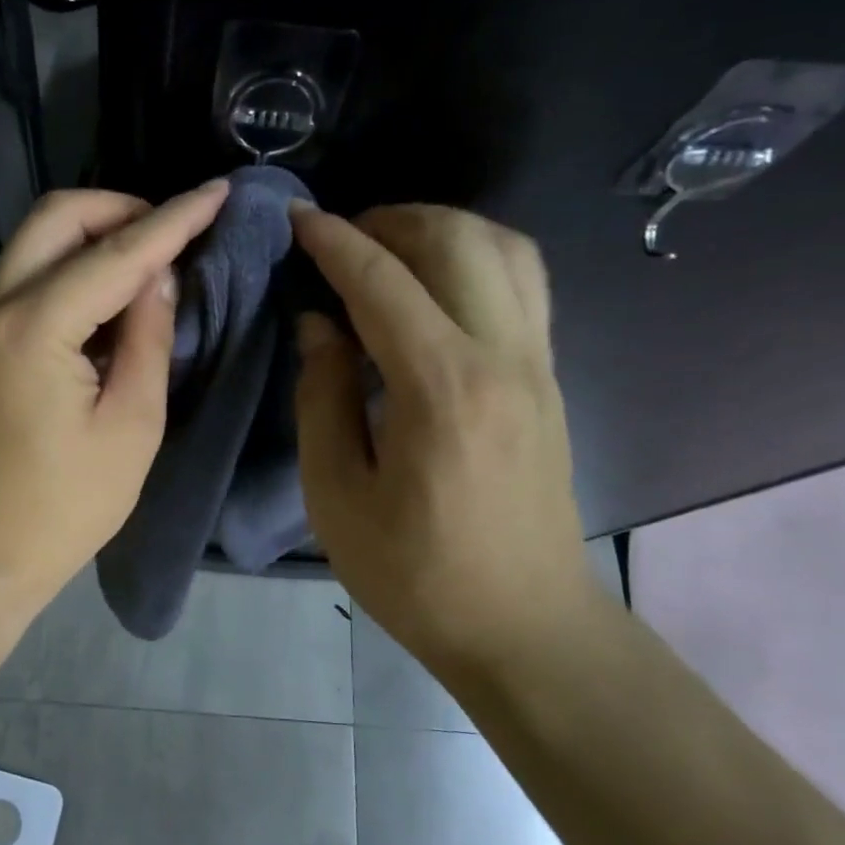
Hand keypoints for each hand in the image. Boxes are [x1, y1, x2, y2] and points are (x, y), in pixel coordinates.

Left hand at [0, 182, 230, 614]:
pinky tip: (104, 304)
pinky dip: (67, 270)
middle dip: (119, 208)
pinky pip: (24, 280)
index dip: (174, 219)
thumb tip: (156, 276)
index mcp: (35, 326)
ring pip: (34, 242)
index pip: (116, 252)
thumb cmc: (62, 507)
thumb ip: (147, 337)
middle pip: (56, 217)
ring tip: (146, 266)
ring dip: (91, 236)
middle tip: (171, 234)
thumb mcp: (131, 426)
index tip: (219, 190)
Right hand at [289, 203, 605, 670]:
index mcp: (442, 388)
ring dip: (440, 229)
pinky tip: (435, 283)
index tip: (296, 219)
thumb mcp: (337, 494)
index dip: (334, 242)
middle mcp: (503, 357)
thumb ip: (323, 397)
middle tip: (338, 237)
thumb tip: (320, 324)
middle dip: (390, 221)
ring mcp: (537, 363)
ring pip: (503, 248)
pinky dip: (475, 256)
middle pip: (456, 241)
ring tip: (386, 248)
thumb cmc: (414, 573)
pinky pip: (522, 282)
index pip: (383, 282)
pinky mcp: (548, 378)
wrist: (523, 626)